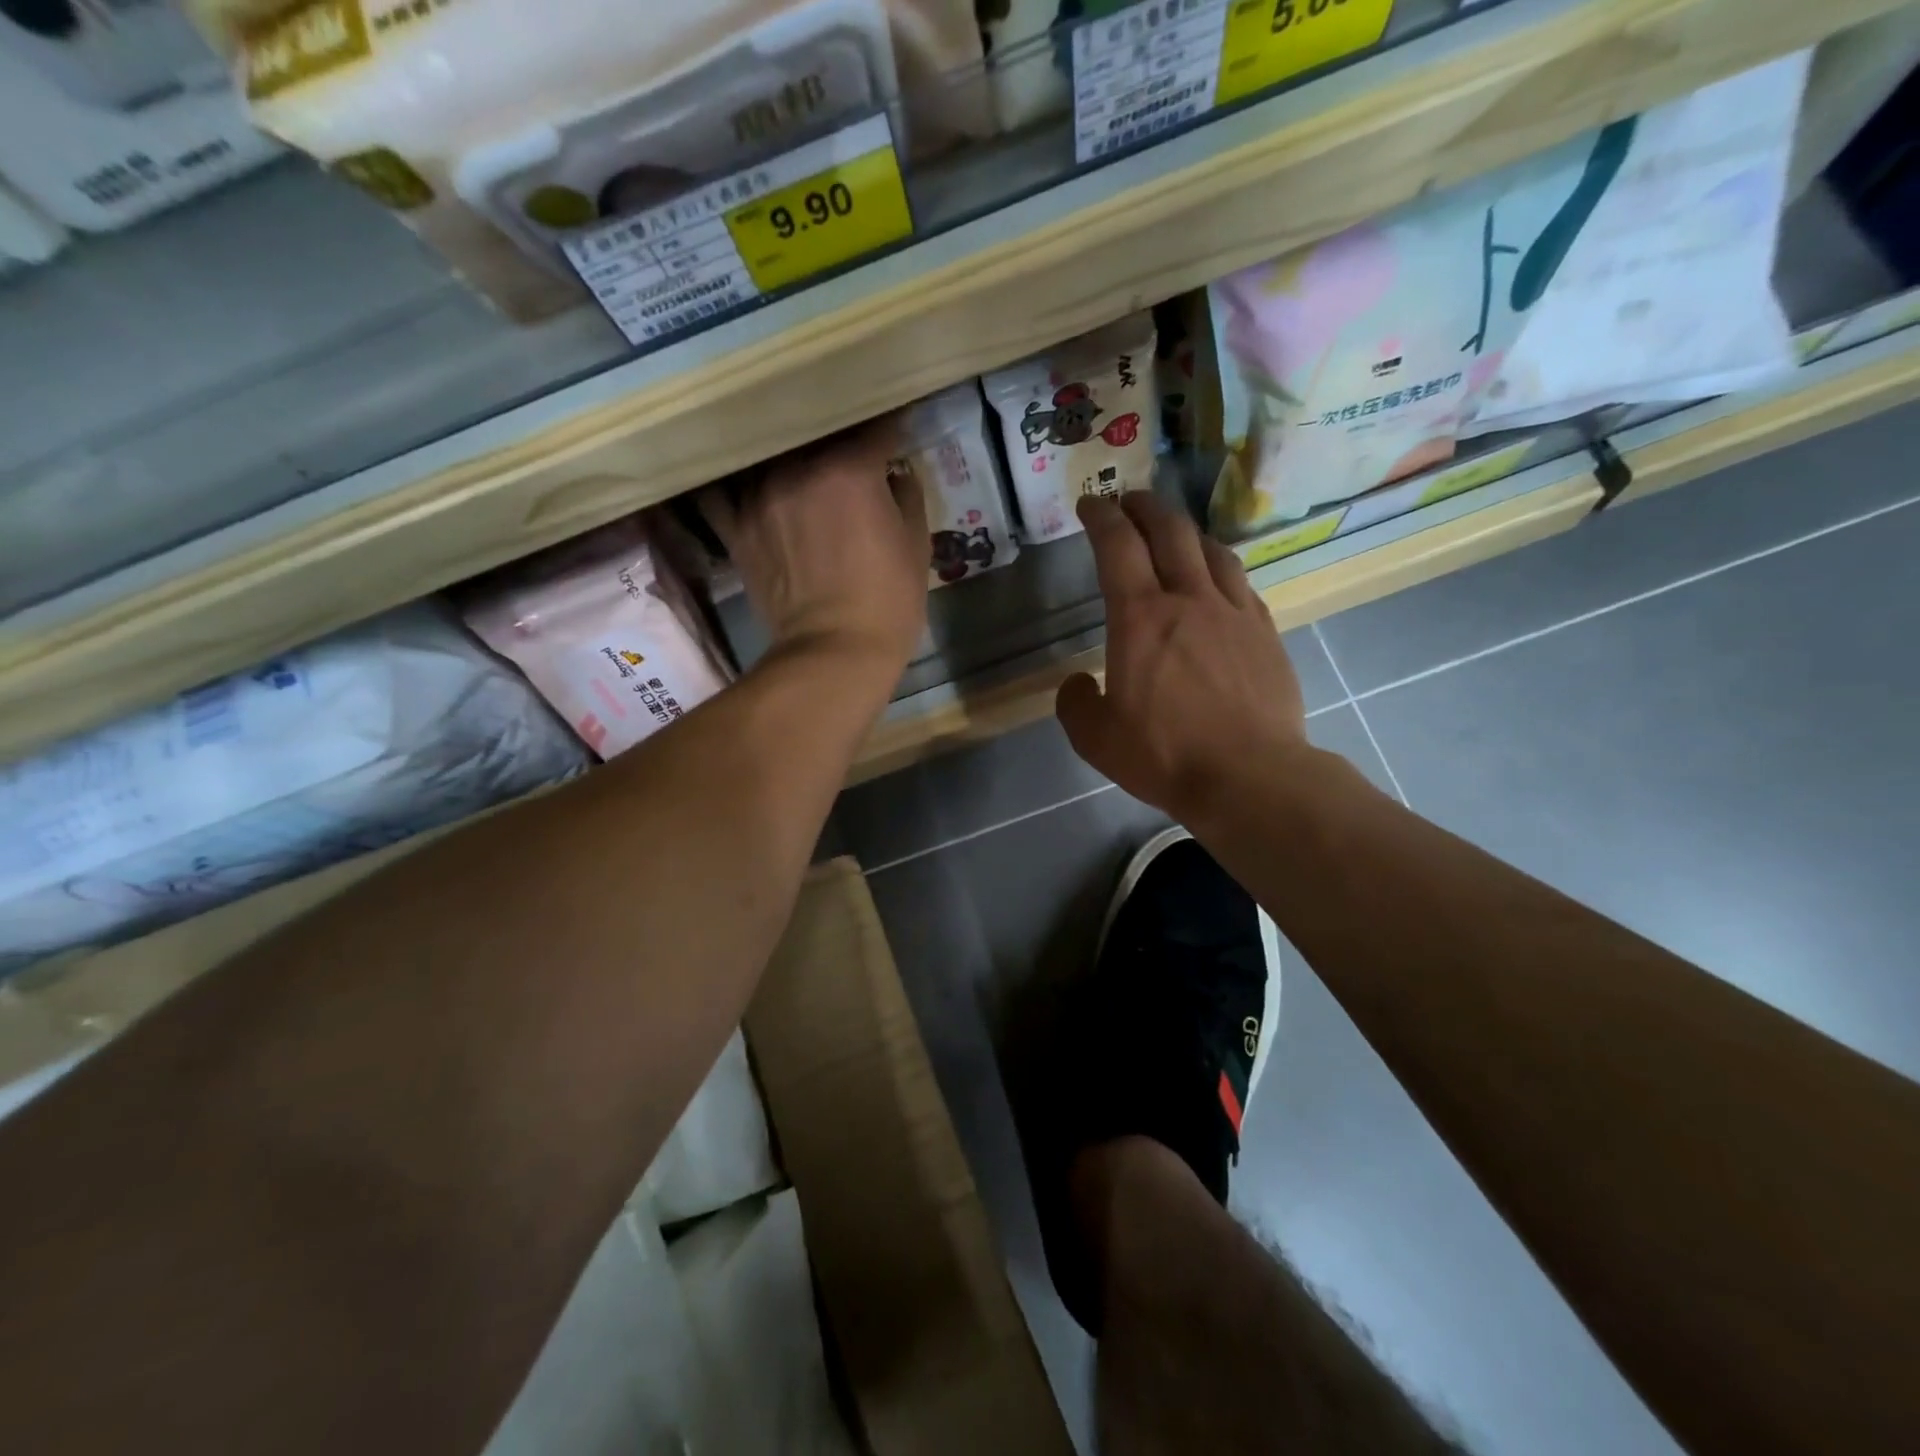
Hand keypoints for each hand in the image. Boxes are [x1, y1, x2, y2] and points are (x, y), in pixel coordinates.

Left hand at [703, 420, 929, 675]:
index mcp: (850, 470)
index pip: (874, 429)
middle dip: (838, 438)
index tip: (897, 432)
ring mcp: (759, 497)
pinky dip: (731, 480)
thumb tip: (894, 474)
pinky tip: (743, 478)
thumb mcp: (917, 547)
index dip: (890, 429)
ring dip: (790, 455)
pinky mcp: (735, 527)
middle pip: (817, 434)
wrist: (833, 654)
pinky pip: (721, 489)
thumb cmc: (888, 603)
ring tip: (799, 461)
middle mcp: (798, 470)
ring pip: (771, 454)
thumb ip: (906, 496)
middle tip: (849, 448)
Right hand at [1057, 493, 1309, 822]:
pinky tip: (1218, 582)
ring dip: (1186, 532)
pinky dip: (1220, 569)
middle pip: (1169, 531)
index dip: (1101, 516)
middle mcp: (1189, 599)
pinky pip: (1240, 584)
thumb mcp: (1095, 738)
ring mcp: (1234, 613)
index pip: (1117, 545)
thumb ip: (1075, 703)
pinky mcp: (1266, 633)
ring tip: (1175, 534)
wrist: (1250, 776)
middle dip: (1144, 507)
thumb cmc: (1165, 755)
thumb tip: (1077, 682)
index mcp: (1140, 617)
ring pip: (1212, 550)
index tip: (1090, 503)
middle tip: (1129, 501)